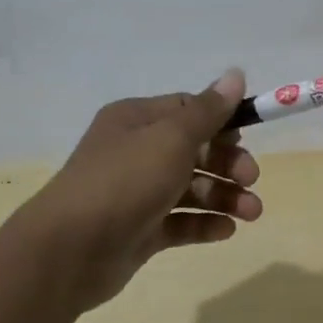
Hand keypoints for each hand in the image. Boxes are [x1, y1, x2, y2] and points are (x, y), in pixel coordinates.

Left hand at [21, 70, 262, 311]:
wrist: (70, 249)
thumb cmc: (125, 181)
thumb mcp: (172, 138)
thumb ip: (208, 111)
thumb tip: (236, 73)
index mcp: (137, 120)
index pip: (187, 110)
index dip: (221, 121)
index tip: (247, 137)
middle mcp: (135, 152)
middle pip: (193, 150)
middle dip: (227, 163)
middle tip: (251, 178)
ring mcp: (137, 193)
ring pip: (190, 188)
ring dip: (224, 196)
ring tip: (252, 213)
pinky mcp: (140, 230)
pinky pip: (179, 222)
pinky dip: (204, 224)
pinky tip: (228, 230)